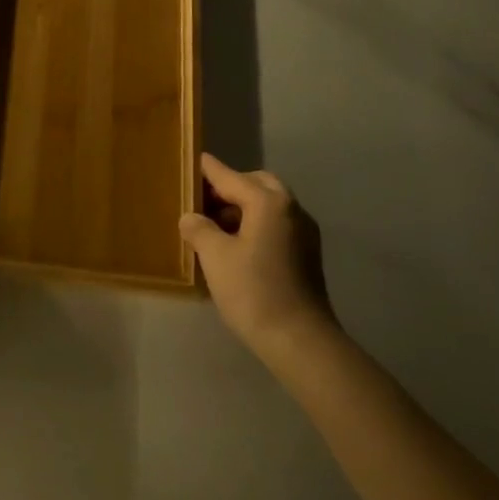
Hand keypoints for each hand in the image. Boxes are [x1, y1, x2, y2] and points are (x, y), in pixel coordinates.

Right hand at [180, 153, 333, 354]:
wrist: (299, 339)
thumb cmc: (253, 291)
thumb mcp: (215, 256)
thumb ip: (199, 229)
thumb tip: (191, 218)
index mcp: (268, 202)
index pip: (231, 177)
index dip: (209, 170)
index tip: (195, 160)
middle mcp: (291, 209)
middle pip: (257, 185)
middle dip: (230, 187)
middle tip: (203, 199)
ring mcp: (303, 232)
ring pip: (269, 205)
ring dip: (243, 207)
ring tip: (214, 224)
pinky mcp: (306, 254)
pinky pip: (276, 224)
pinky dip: (255, 223)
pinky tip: (236, 245)